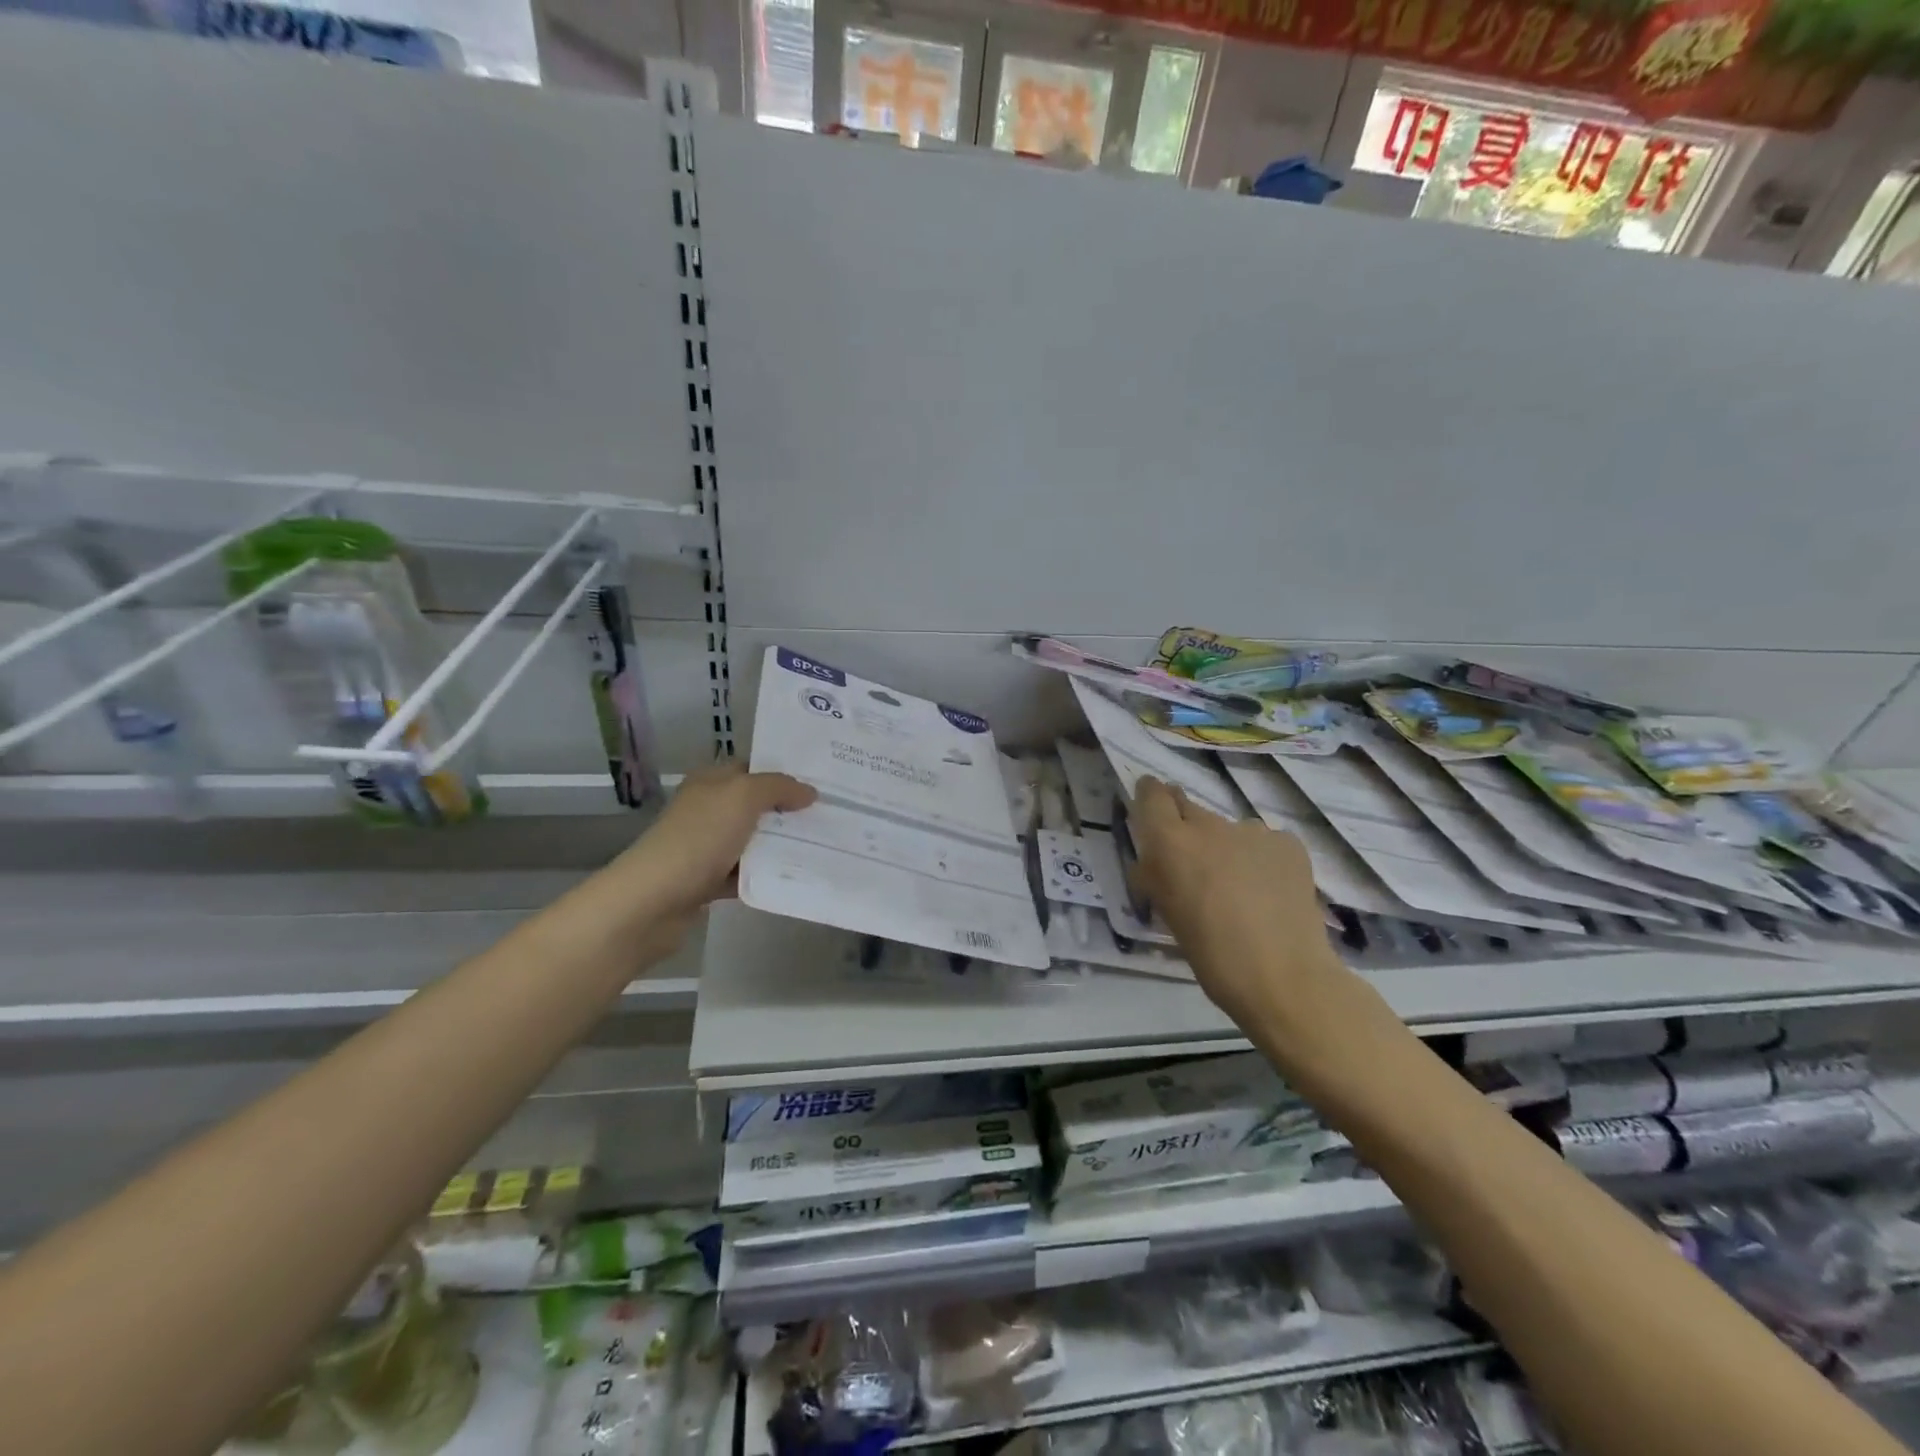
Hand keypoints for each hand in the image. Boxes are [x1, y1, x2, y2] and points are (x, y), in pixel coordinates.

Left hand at [617, 762, 816, 918]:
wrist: (652, 901)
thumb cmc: (698, 838)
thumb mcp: (743, 797)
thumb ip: (779, 787)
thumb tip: (809, 792)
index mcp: (711, 781)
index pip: (753, 768)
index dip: (785, 772)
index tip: (823, 782)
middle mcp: (707, 809)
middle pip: (756, 805)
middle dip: (790, 810)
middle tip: (831, 814)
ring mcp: (706, 846)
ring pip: (753, 840)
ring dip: (781, 845)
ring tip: (824, 846)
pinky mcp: (707, 881)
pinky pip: (745, 873)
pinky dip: (765, 875)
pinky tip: (794, 877)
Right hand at [1127, 776, 1337, 1028]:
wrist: (1283, 976)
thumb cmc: (1210, 953)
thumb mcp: (1166, 913)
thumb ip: (1156, 875)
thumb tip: (1154, 859)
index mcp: (1171, 842)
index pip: (1151, 794)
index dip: (1149, 796)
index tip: (1151, 811)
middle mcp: (1209, 825)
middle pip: (1190, 809)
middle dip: (1186, 828)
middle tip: (1194, 863)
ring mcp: (1253, 830)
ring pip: (1229, 830)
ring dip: (1225, 848)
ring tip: (1239, 888)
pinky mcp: (1288, 842)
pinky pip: (1263, 842)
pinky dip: (1260, 859)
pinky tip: (1269, 892)